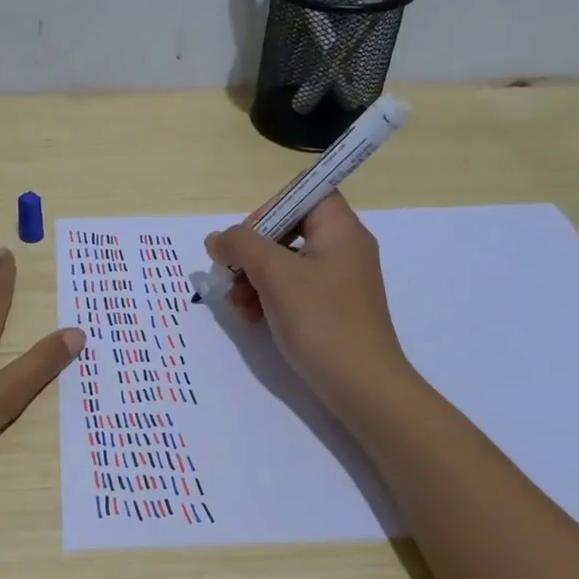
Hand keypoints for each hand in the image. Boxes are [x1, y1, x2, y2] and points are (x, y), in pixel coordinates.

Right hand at [207, 191, 415, 418]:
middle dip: (253, 251)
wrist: (361, 384)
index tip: (246, 238)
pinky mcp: (332, 307)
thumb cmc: (320, 319)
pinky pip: (295, 288)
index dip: (270, 208)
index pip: (304, 193)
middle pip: (290, 229)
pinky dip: (269, 297)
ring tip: (235, 304)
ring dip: (254, 277)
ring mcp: (339, 279)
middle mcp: (344, 247)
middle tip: (231, 272)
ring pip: (287, 262)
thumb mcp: (275, 275)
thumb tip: (217, 238)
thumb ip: (241, 246)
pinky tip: (250, 318)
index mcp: (340, 229)